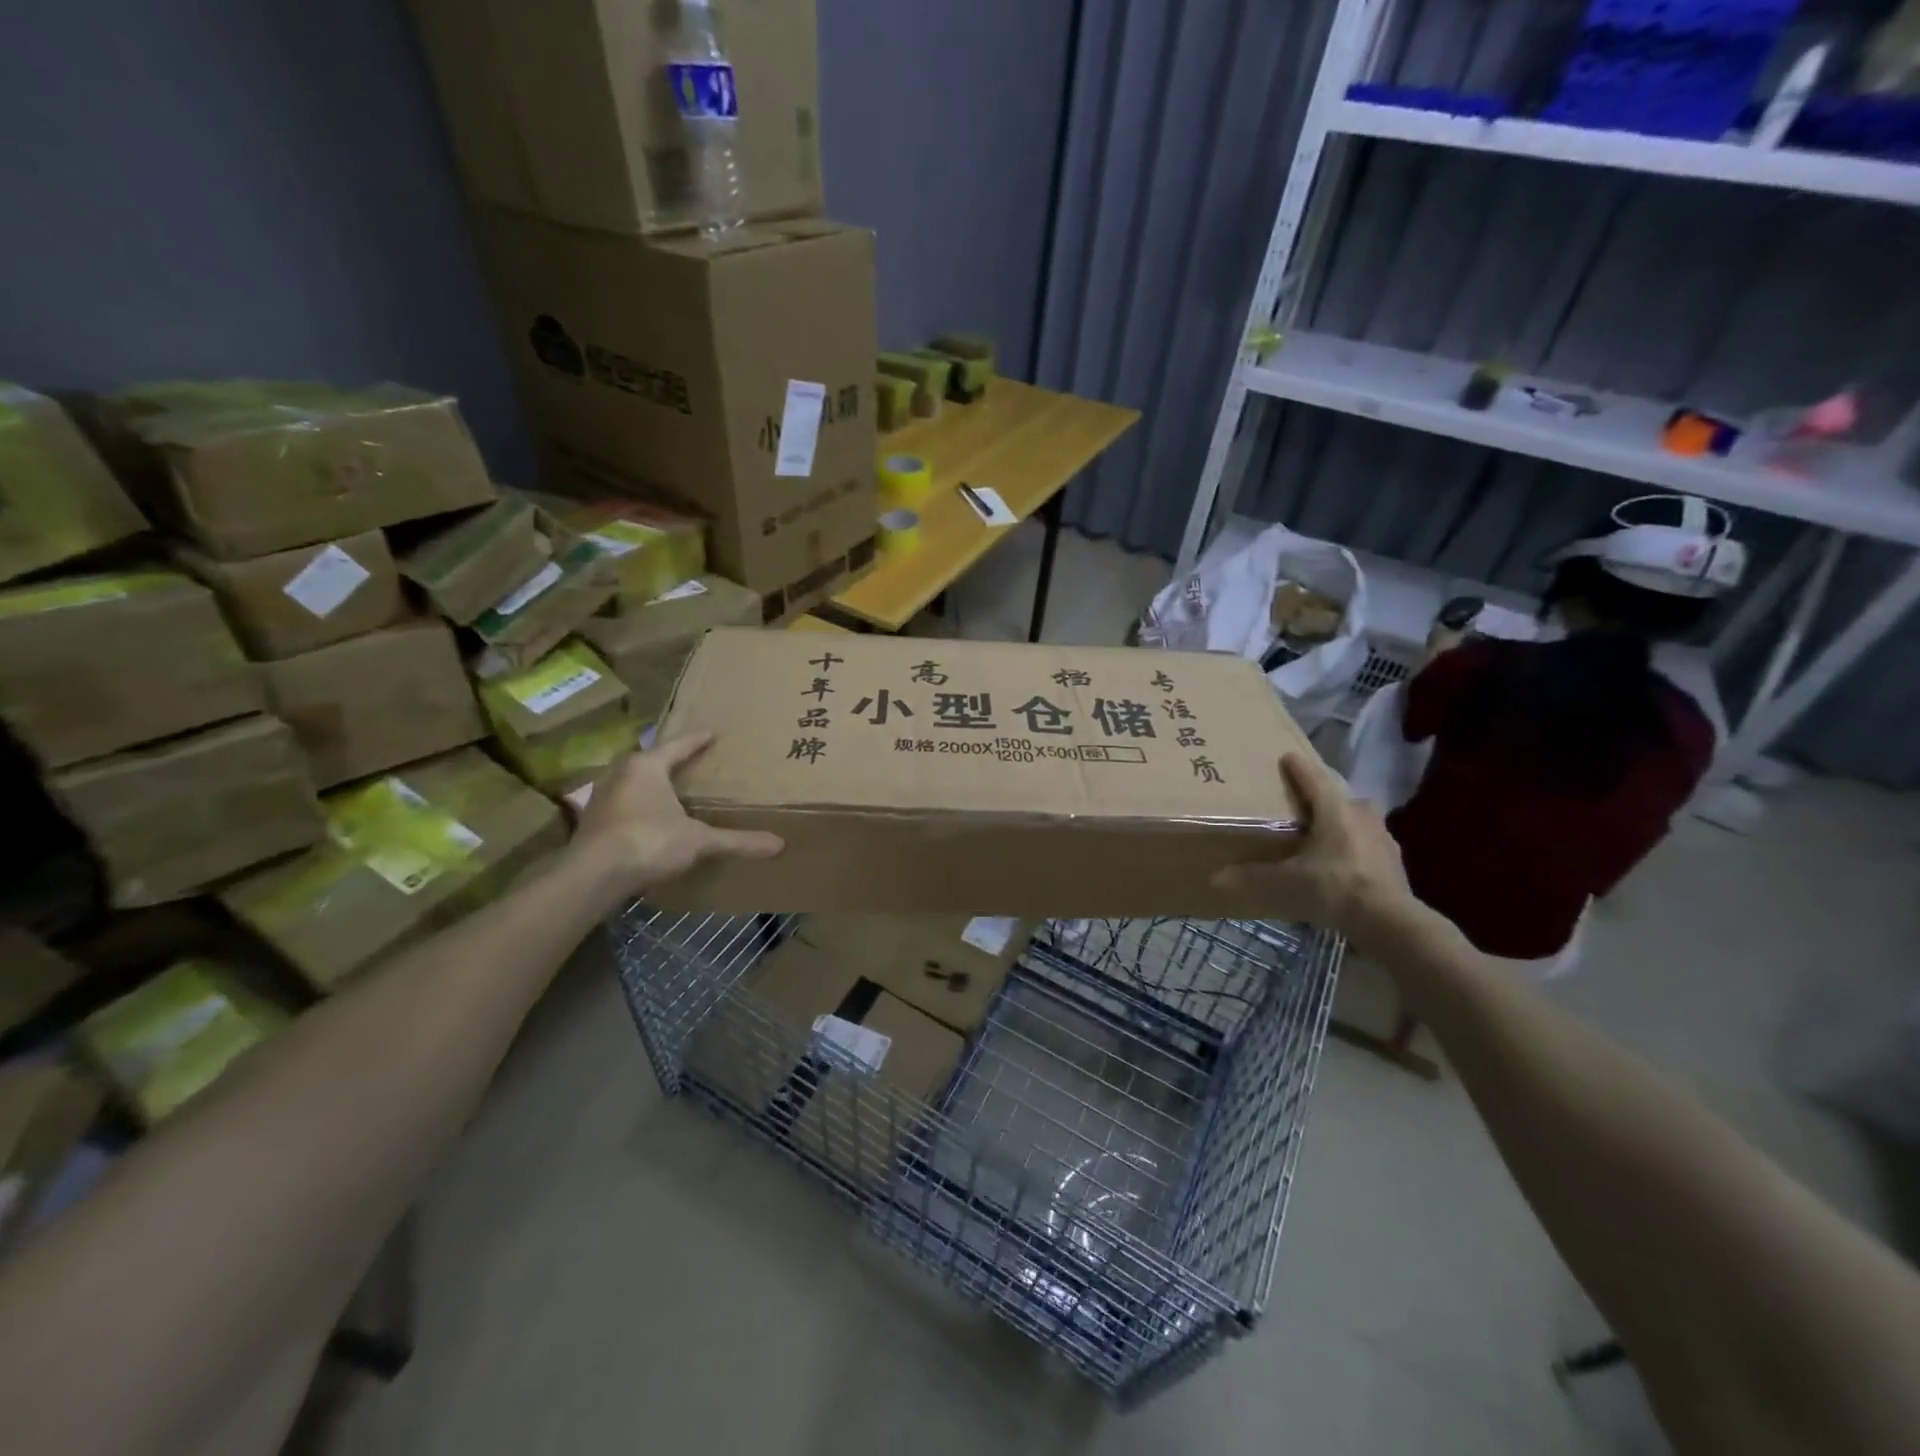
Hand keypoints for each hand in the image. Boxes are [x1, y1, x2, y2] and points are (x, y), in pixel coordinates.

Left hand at [572, 733, 782, 893]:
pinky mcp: (593, 821)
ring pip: (634, 782)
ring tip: (673, 789)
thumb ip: (736, 841)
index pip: (678, 746)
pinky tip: (651, 818)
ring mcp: (602, 797)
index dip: (698, 740)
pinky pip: (624, 804)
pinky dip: (640, 806)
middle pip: (652, 761)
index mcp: (647, 766)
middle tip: (694, 761)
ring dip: (653, 785)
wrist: (592, 876)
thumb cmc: (648, 842)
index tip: (712, 733)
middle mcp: (621, 773)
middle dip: (672, 761)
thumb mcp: (698, 841)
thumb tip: (779, 844)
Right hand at [1211, 752, 1419, 951]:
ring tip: (1326, 835)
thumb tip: (1216, 877)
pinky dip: (1356, 847)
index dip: (1299, 769)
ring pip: (1360, 819)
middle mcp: (1361, 815)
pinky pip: (1369, 844)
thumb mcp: (1286, 882)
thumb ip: (1253, 877)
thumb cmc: (1333, 886)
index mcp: (1335, 810)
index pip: (1314, 780)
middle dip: (1327, 798)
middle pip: (1343, 797)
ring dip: (1345, 822)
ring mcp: (1382, 838)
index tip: (1288, 757)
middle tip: (1308, 804)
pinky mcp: (1394, 861)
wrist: (1388, 919)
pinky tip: (1344, 863)